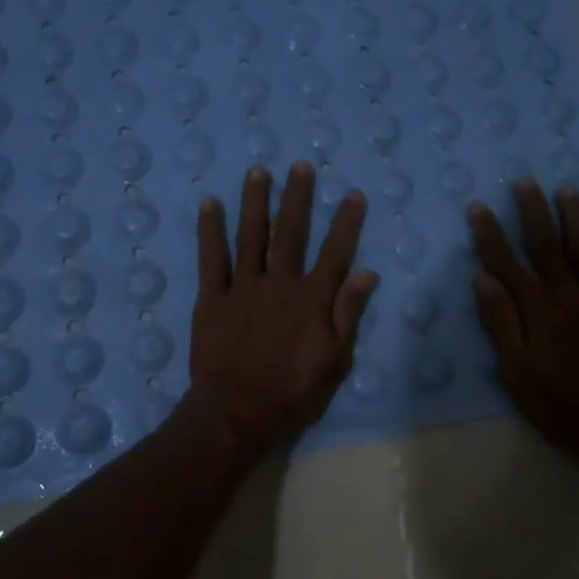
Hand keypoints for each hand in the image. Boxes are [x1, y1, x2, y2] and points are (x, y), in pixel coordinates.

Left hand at [186, 162, 379, 454]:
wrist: (237, 412)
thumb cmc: (293, 393)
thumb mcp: (335, 360)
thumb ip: (349, 314)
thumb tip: (368, 273)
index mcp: (312, 299)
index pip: (335, 252)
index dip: (346, 223)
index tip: (353, 195)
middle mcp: (280, 283)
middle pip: (291, 232)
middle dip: (298, 197)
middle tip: (300, 166)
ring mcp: (243, 287)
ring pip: (252, 235)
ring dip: (256, 201)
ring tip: (258, 171)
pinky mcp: (213, 298)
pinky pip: (212, 258)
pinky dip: (210, 230)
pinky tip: (210, 204)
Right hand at [467, 181, 578, 470]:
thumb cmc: (559, 402)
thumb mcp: (517, 371)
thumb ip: (501, 323)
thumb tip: (483, 279)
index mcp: (538, 310)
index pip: (507, 264)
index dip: (490, 235)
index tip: (478, 207)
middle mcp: (568, 295)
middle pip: (547, 246)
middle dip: (533, 212)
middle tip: (524, 181)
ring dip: (574, 219)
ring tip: (566, 190)